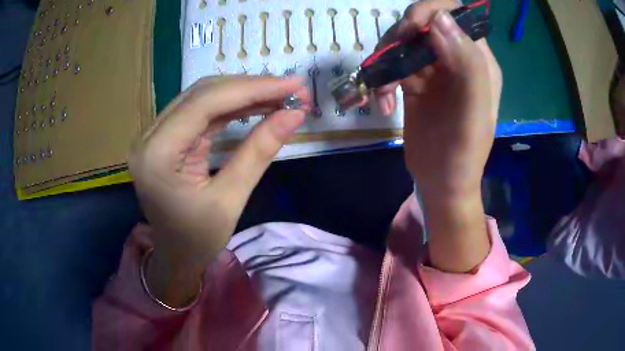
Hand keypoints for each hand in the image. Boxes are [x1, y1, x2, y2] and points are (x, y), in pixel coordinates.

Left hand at [129, 76, 307, 305]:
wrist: (175, 256)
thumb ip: (259, 152)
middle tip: (292, 89)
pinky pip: (200, 111)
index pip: (205, 103)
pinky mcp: (165, 137)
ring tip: (280, 95)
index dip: (252, 88)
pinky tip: (257, 105)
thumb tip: (295, 115)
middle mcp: (149, 136)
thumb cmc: (198, 240)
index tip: (293, 83)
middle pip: (202, 94)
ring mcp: (155, 134)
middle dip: (251, 87)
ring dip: (243, 93)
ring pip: (202, 97)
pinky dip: (231, 106)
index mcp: (157, 155)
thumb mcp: (230, 200)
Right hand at [375, 1, 501, 271]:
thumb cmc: (462, 155)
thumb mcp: (473, 114)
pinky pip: (391, 63)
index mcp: (478, 60)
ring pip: (403, 40)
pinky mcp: (413, 80)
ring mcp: (433, 67)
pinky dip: (380, 78)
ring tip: (383, 92)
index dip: (431, 11)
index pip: (457, 14)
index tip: (411, 29)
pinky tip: (382, 104)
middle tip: (390, 57)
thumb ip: (467, 64)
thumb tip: (439, 18)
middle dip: (402, 33)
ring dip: (386, 58)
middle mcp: (456, 57)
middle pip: (424, 20)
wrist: (440, 182)